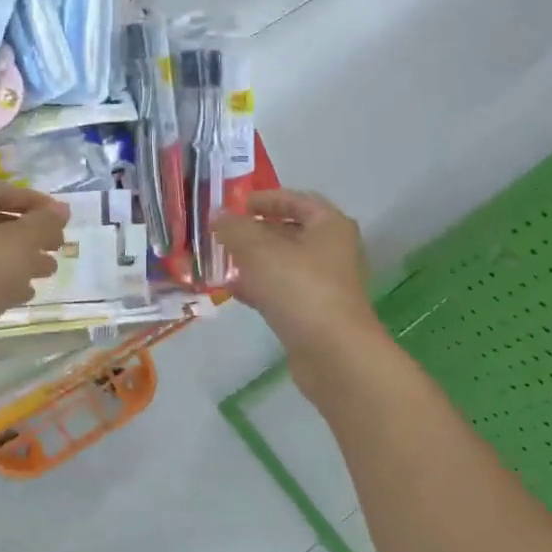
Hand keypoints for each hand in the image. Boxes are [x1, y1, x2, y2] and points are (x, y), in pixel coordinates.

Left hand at [0, 181, 68, 337]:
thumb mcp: (18, 243)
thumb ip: (43, 223)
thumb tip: (62, 209)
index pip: (0, 191)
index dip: (33, 199)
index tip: (60, 217)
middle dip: (30, 232)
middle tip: (58, 245)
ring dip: (22, 258)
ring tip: (50, 271)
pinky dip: (5, 281)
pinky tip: (26, 293)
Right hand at [216, 190, 383, 358]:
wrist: (332, 353)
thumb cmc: (299, 287)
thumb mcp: (259, 249)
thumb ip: (235, 228)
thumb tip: (218, 215)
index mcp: (329, 226)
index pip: (298, 200)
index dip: (267, 199)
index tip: (237, 205)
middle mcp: (332, 251)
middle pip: (290, 232)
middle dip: (255, 232)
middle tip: (223, 233)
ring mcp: (324, 285)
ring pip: (283, 264)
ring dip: (253, 261)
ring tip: (221, 260)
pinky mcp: (313, 314)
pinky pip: (282, 291)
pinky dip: (259, 287)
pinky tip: (232, 291)